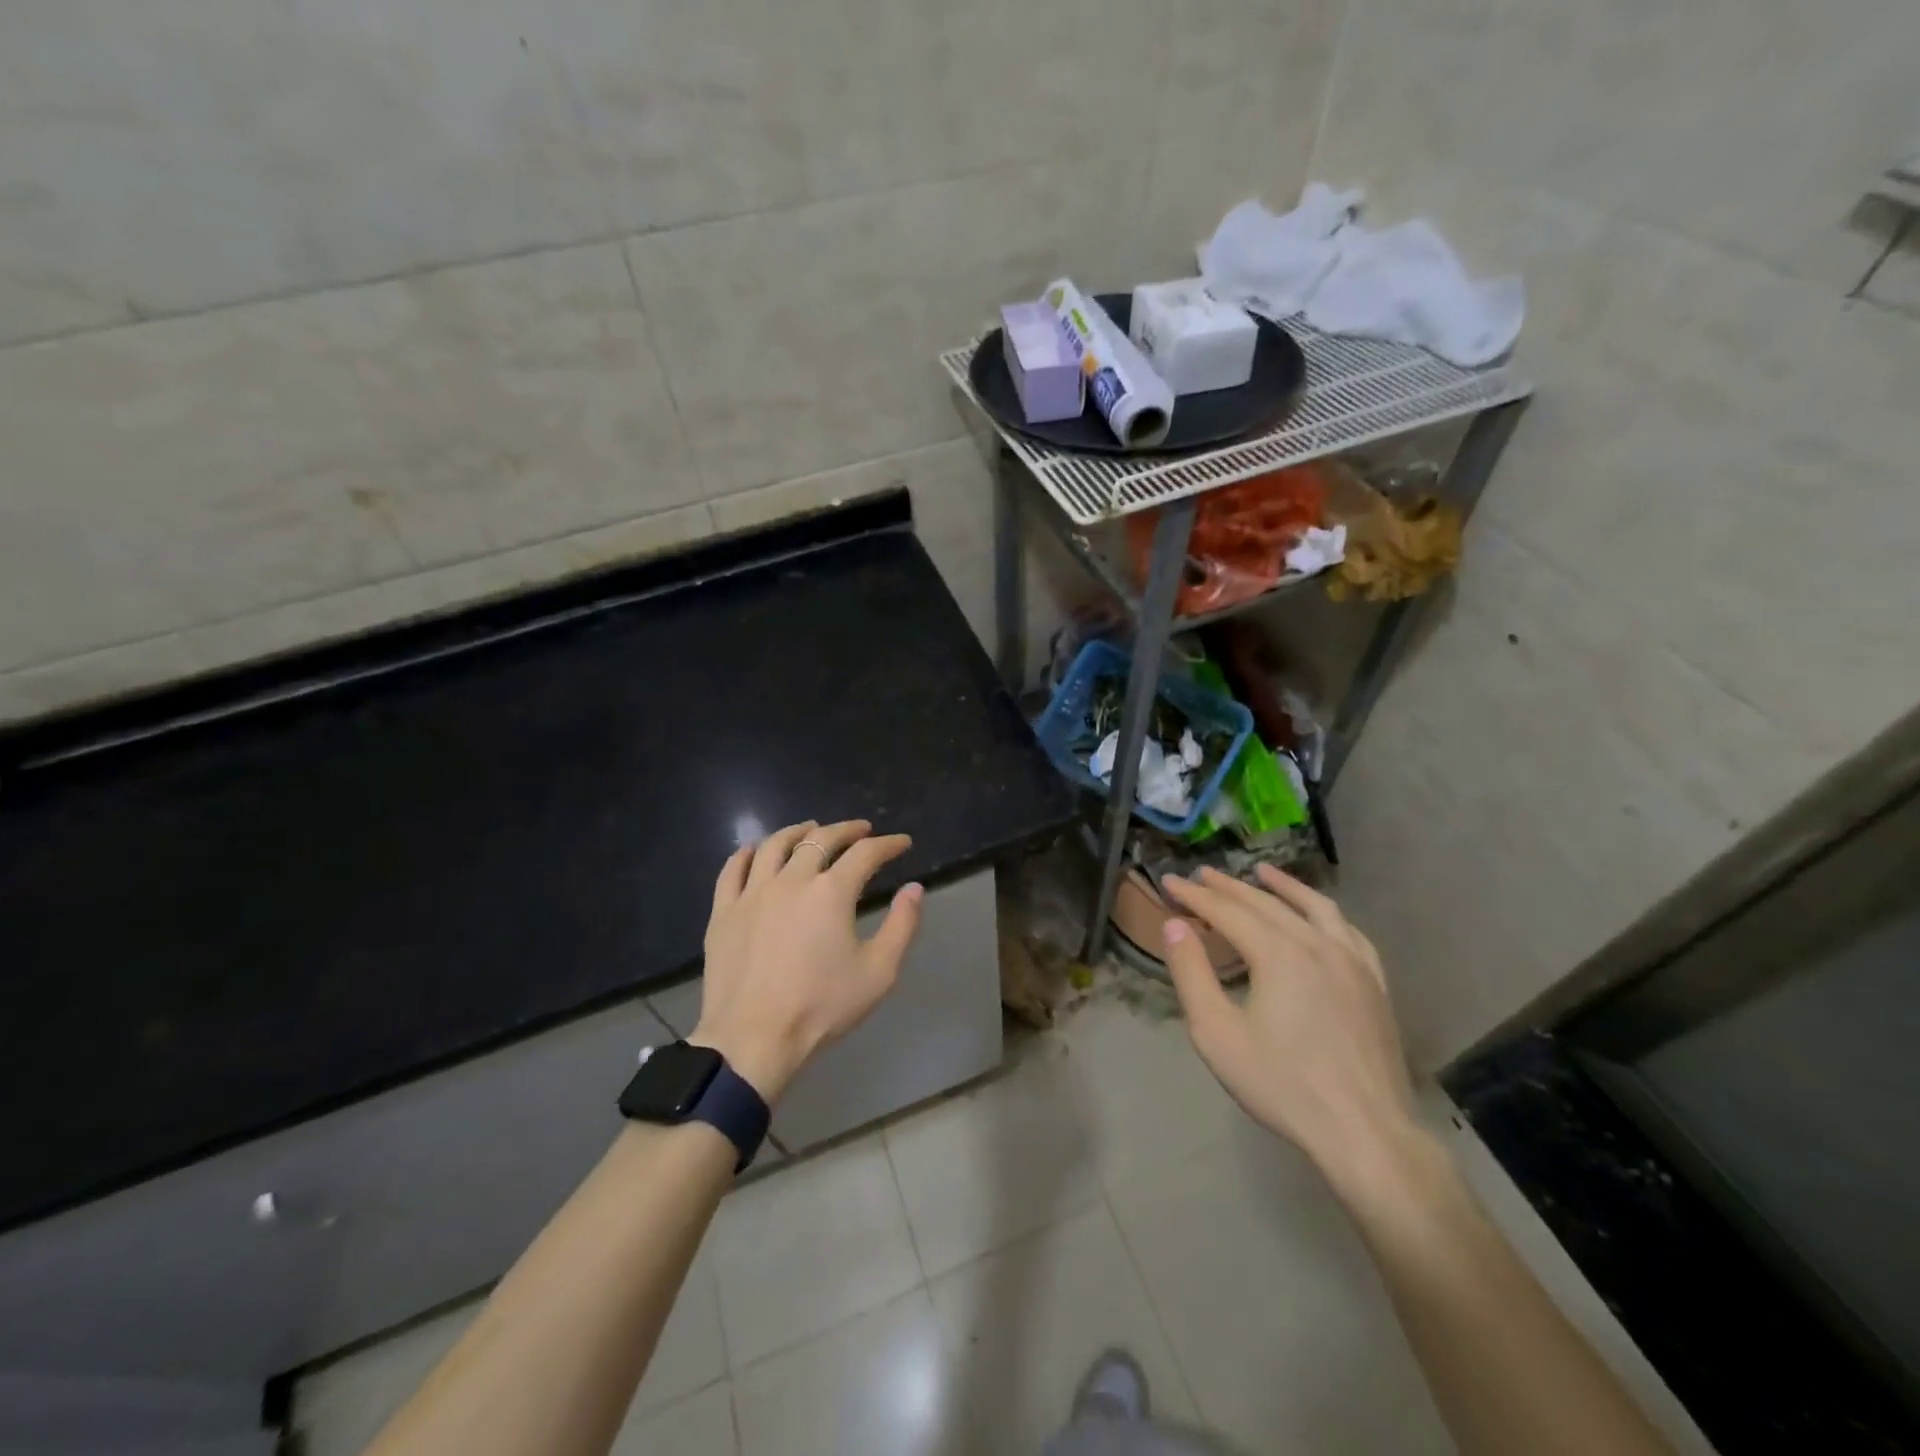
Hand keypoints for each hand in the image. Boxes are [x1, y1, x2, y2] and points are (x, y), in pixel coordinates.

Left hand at [689, 819, 922, 1103]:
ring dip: (798, 831)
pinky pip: (733, 869)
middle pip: (821, 839)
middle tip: (862, 830)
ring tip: (811, 829)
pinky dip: (747, 853)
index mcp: (831, 892)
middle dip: (847, 830)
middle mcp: (792, 880)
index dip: (888, 844)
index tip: (902, 843)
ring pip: (775, 845)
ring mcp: (753, 893)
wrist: (753, 1040)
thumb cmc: (821, 1008)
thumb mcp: (878, 973)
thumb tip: (914, 888)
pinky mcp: (724, 911)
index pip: (866, 853)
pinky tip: (755, 850)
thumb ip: (902, 926)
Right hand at [1159, 865, 1420, 1197]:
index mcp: (1277, 954)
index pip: (1227, 911)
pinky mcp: (1374, 983)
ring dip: (1283, 886)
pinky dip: (1324, 913)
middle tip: (1202, 874)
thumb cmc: (1281, 1084)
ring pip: (1313, 908)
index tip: (1169, 882)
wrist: (1364, 1132)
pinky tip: (1318, 916)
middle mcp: (1316, 944)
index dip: (1194, 895)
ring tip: (1261, 872)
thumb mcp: (1216, 1033)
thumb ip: (1191, 973)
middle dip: (1229, 886)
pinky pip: (1348, 932)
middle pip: (1265, 903)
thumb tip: (1175, 925)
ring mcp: (1353, 962)